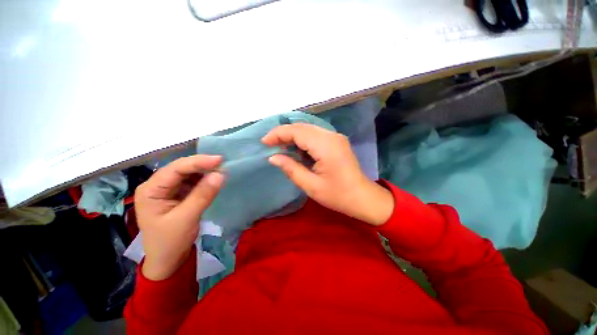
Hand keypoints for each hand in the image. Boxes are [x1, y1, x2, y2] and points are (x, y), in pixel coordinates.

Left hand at [134, 155, 224, 280]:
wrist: (168, 259)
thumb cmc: (170, 241)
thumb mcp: (186, 218)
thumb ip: (203, 195)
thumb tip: (220, 174)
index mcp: (151, 190)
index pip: (175, 169)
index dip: (198, 162)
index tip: (219, 159)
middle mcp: (158, 186)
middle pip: (181, 169)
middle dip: (202, 165)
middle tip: (223, 163)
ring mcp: (169, 190)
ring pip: (188, 174)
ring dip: (205, 171)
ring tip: (221, 170)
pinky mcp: (179, 194)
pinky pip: (193, 182)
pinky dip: (205, 180)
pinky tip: (214, 179)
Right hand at [262, 123, 393, 225]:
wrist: (363, 198)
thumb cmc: (338, 195)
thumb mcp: (311, 186)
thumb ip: (291, 169)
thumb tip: (273, 157)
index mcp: (326, 146)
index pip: (297, 132)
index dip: (278, 134)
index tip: (264, 142)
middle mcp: (331, 136)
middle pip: (302, 127)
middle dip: (283, 133)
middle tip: (270, 144)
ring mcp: (335, 137)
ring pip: (308, 129)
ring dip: (292, 135)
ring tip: (280, 146)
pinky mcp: (337, 141)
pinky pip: (315, 135)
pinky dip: (302, 139)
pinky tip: (295, 148)